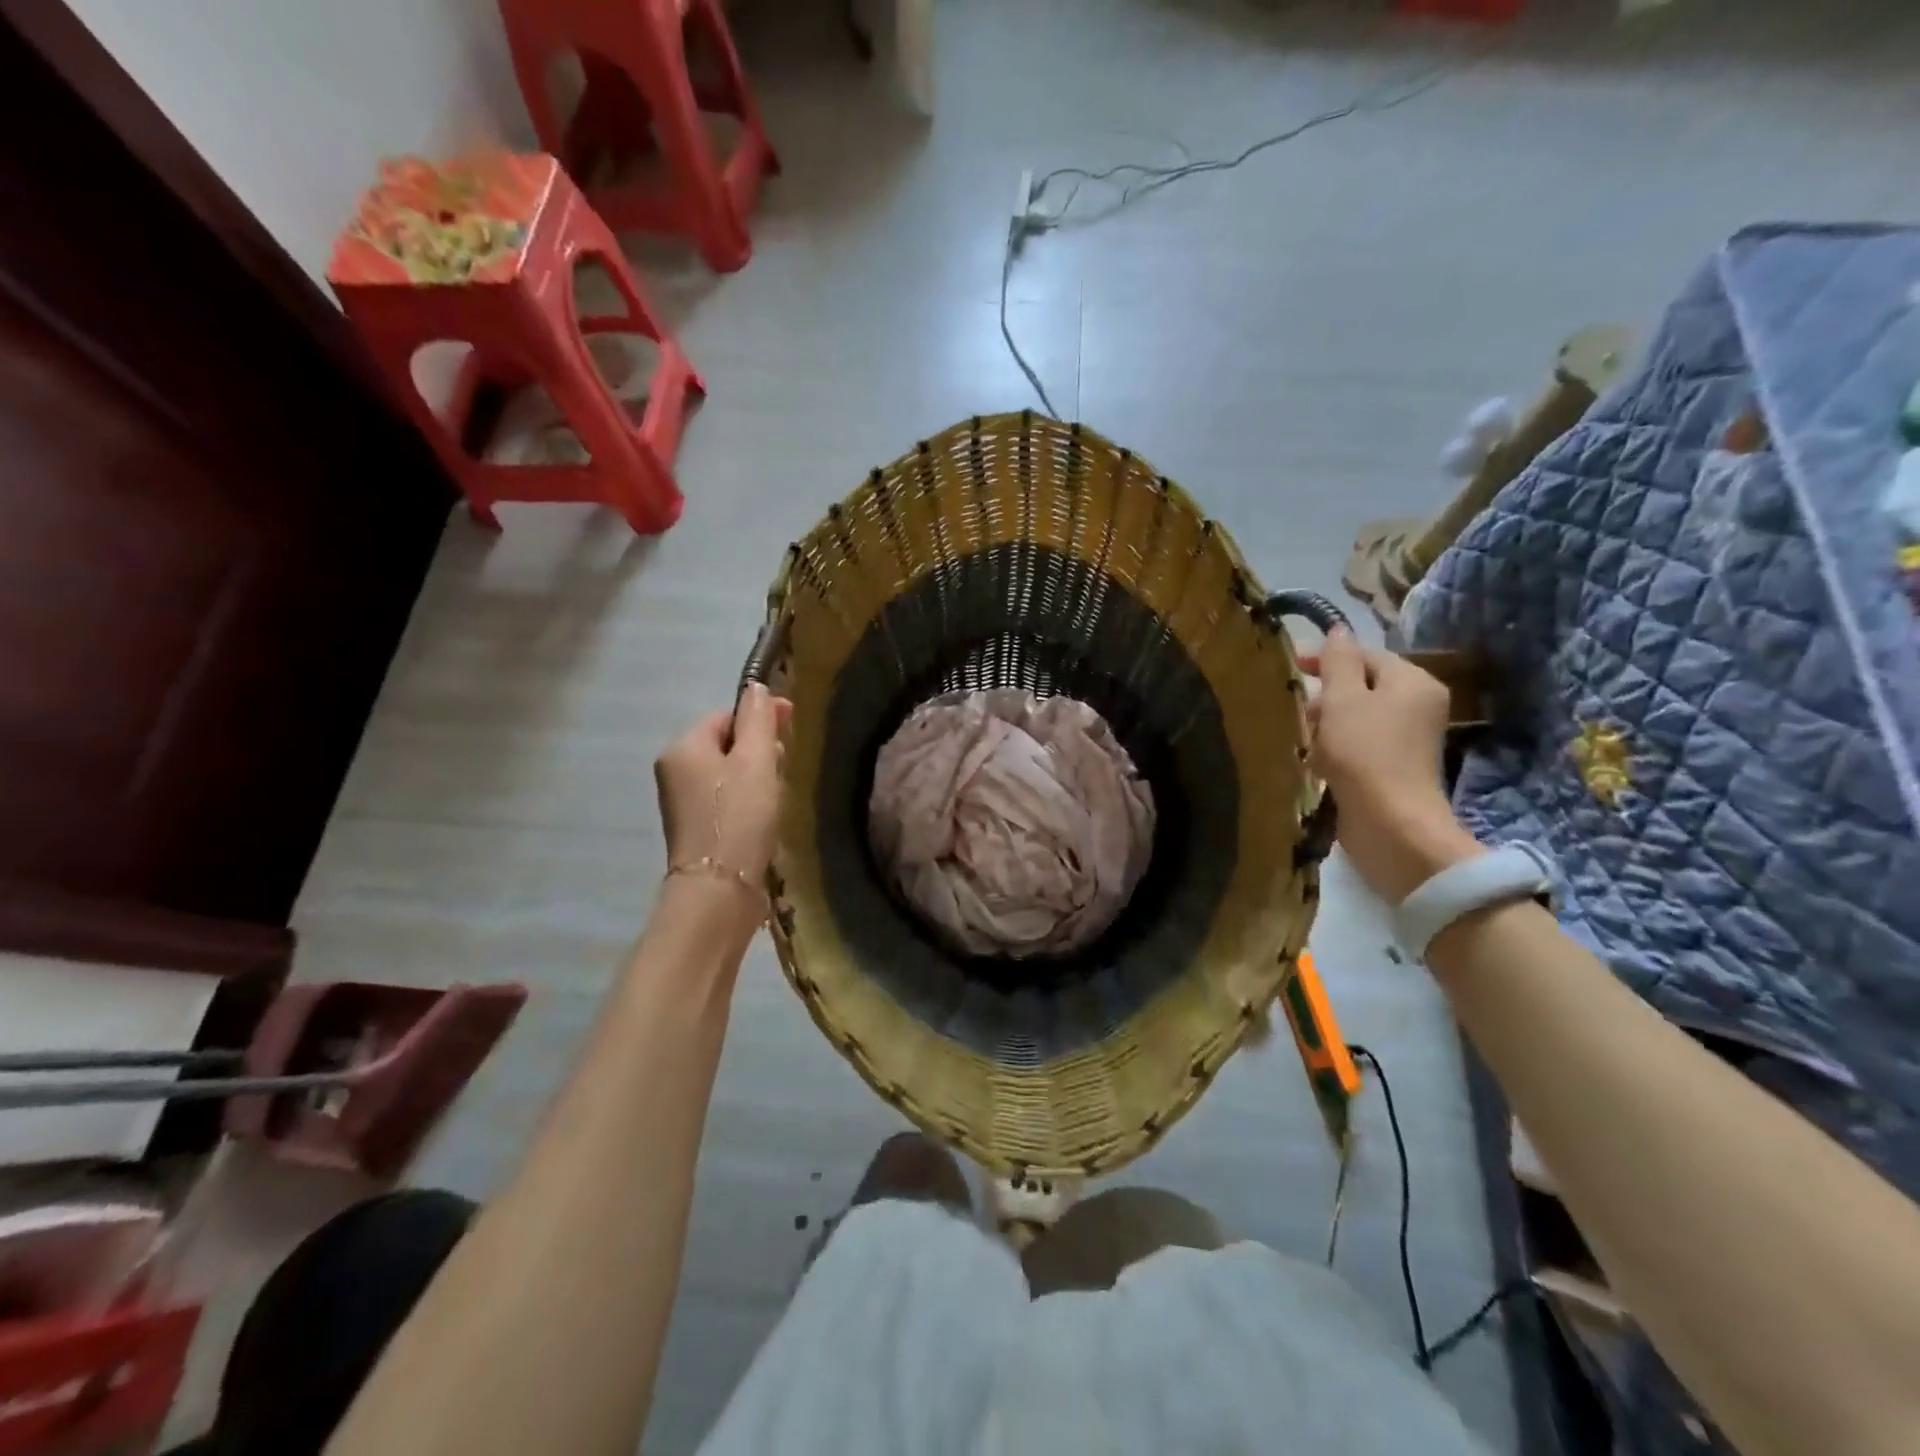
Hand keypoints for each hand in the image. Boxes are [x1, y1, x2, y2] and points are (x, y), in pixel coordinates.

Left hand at [654, 684, 792, 885]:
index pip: (725, 715)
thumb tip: (757, 687)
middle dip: (760, 749)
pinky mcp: (696, 828)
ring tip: (779, 794)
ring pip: (728, 772)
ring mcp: (681, 802)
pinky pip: (725, 798)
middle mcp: (674, 770)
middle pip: (726, 743)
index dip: (760, 717)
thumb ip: (759, 719)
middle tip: (787, 766)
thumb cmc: (740, 816)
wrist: (719, 889)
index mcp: (683, 747)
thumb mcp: (757, 759)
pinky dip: (747, 799)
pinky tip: (766, 815)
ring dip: (757, 776)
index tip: (793, 726)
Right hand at [1302, 628, 1481, 903]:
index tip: (1288, 667)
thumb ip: (1338, 661)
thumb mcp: (1343, 699)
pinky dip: (1333, 747)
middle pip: (1361, 686)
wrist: (1389, 824)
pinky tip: (1312, 759)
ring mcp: (1405, 741)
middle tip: (1293, 708)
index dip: (1326, 657)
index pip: (1366, 655)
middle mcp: (1416, 706)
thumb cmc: (1365, 753)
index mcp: (1412, 682)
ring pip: (1355, 718)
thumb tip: (1337, 630)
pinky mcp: (1391, 769)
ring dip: (1324, 723)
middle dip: (1324, 694)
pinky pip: (1357, 745)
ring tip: (1299, 735)